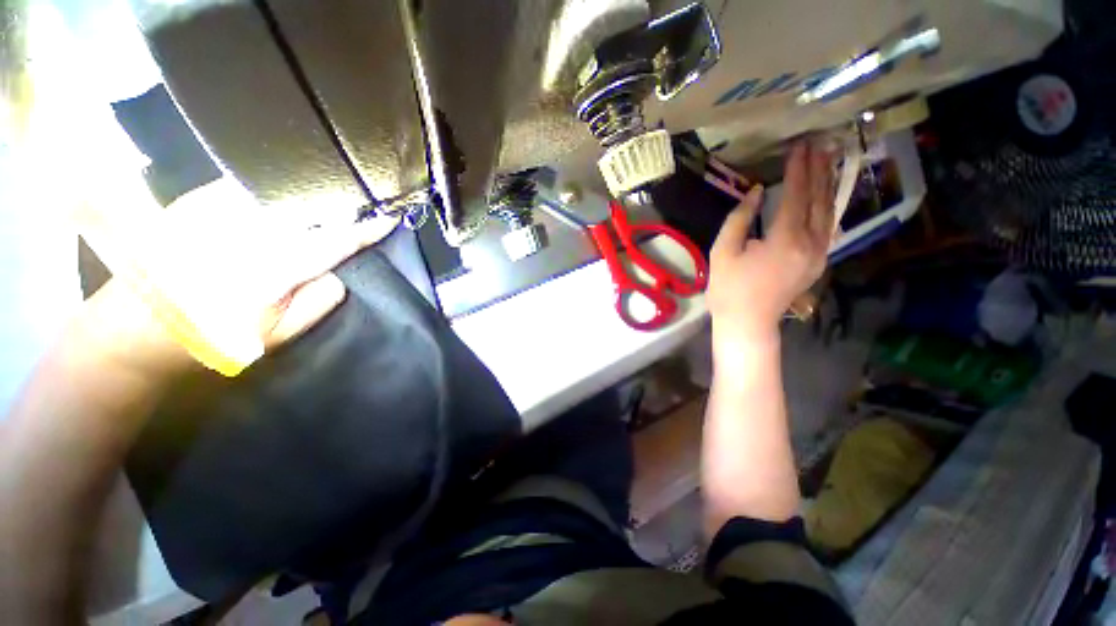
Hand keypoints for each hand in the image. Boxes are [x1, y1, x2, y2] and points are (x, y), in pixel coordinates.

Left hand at [80, 179, 399, 375]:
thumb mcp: (276, 336)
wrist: (135, 329)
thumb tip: (337, 273)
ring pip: (281, 192)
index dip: (366, 230)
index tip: (388, 219)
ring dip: (309, 198)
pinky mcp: (196, 201)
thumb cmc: (212, 340)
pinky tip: (281, 203)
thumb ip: (317, 303)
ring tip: (322, 206)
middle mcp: (246, 233)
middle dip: (338, 207)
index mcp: (270, 271)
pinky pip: (249, 187)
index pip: (334, 241)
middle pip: (309, 207)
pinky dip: (275, 192)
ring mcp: (217, 211)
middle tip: (353, 213)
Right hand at [707, 141, 834, 347]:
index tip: (799, 146)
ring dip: (828, 185)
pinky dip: (828, 207)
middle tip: (820, 144)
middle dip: (819, 170)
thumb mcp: (723, 252)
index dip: (798, 169)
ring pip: (828, 212)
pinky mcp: (818, 263)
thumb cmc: (729, 289)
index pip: (795, 195)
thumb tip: (754, 193)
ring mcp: (819, 254)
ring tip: (829, 161)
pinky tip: (826, 197)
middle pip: (818, 199)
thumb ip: (739, 219)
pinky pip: (828, 228)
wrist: (747, 322)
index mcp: (785, 239)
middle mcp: (810, 242)